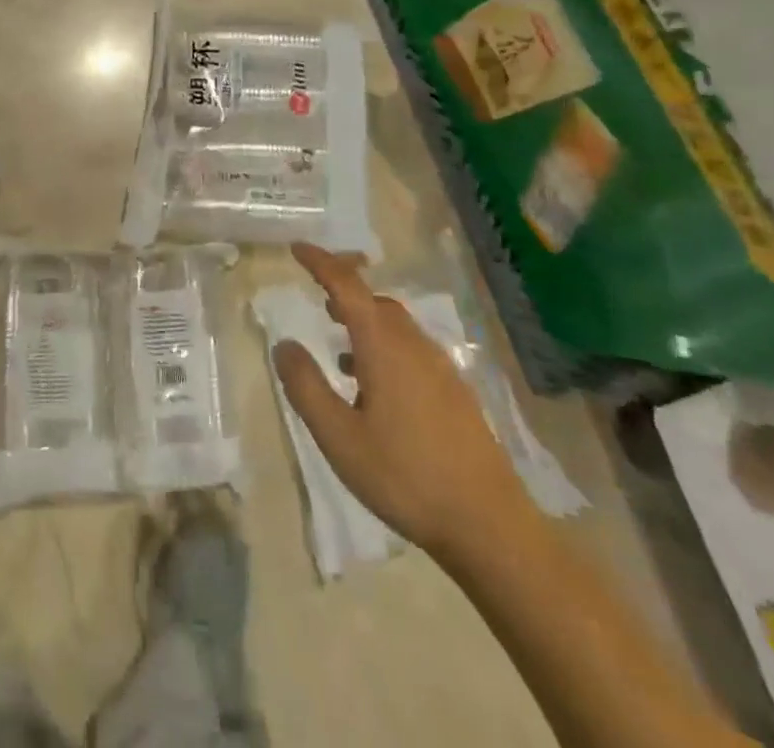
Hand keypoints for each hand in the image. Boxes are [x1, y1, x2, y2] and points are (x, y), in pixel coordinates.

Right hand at [273, 243, 527, 558]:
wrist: (489, 525)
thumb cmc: (404, 476)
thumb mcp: (338, 436)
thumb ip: (306, 386)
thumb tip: (284, 344)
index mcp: (384, 346)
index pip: (347, 286)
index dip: (321, 263)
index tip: (297, 248)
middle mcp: (414, 346)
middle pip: (375, 301)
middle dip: (344, 290)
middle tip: (317, 294)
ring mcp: (441, 369)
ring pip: (396, 326)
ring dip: (364, 321)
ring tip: (338, 343)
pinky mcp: (455, 393)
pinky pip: (411, 350)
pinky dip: (384, 347)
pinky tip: (372, 386)